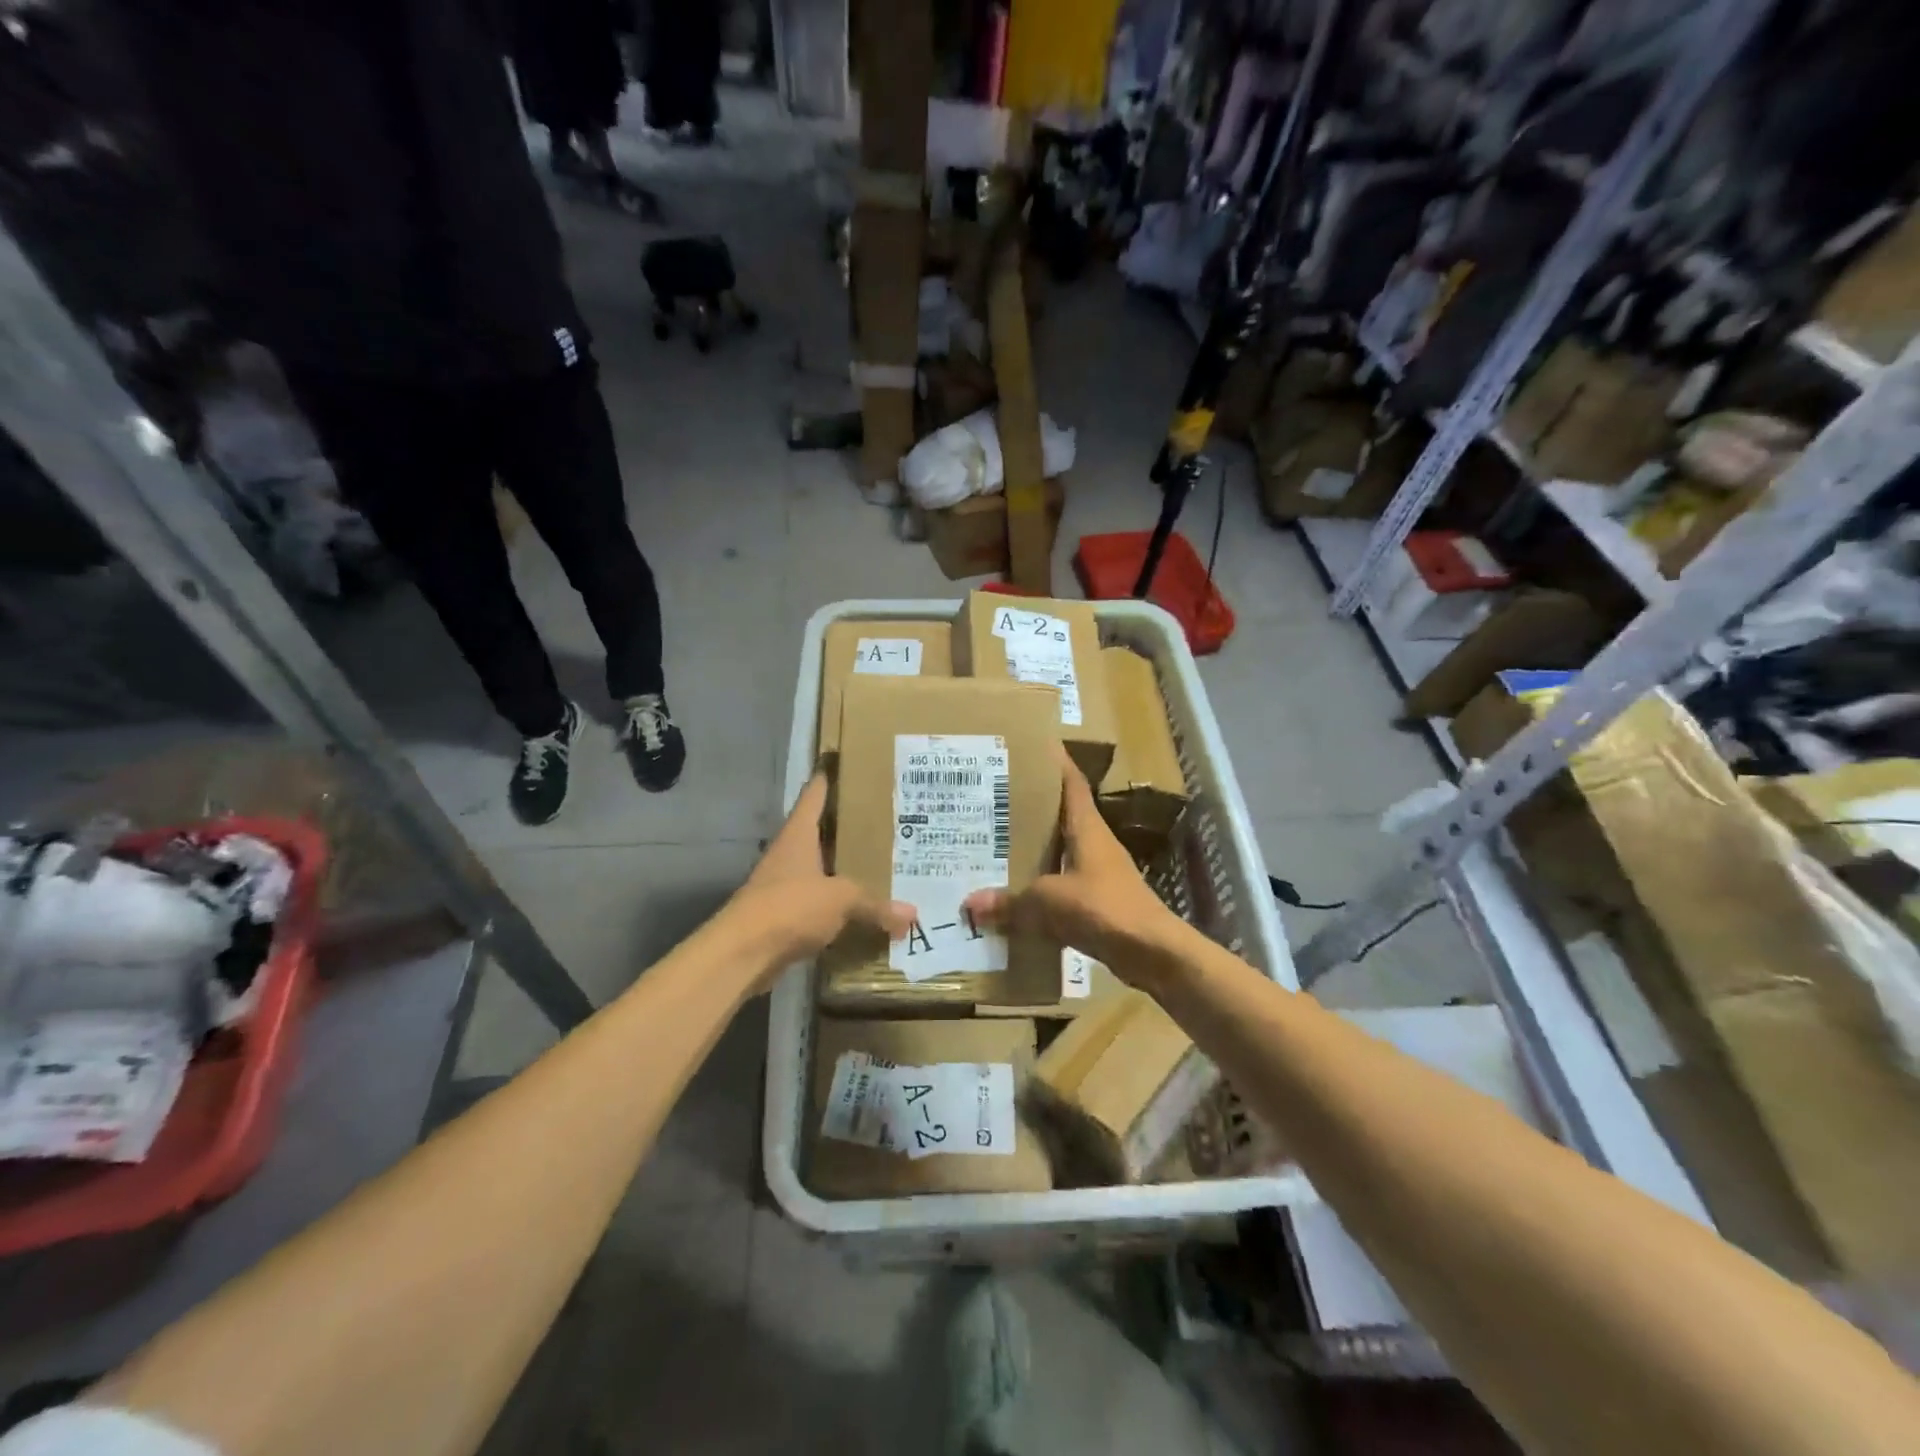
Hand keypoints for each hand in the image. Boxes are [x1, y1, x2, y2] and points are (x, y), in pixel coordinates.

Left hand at [722, 774, 914, 975]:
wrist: (743, 953)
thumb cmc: (790, 906)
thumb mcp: (841, 899)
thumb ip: (875, 903)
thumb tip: (912, 915)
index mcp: (798, 834)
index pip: (814, 795)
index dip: (828, 778)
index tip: (844, 762)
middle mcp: (789, 853)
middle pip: (820, 832)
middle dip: (847, 826)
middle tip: (883, 816)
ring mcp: (784, 885)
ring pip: (819, 868)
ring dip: (843, 867)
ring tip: (879, 860)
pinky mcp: (784, 916)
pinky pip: (818, 902)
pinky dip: (837, 903)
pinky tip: (861, 906)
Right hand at [963, 755, 1185, 983]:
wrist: (1153, 953)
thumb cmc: (1105, 909)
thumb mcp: (1050, 902)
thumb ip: (1010, 902)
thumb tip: (969, 903)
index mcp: (1088, 829)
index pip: (1072, 784)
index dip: (1056, 763)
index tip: (1033, 746)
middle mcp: (1095, 844)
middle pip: (1063, 815)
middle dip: (1033, 806)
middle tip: (995, 797)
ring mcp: (1100, 874)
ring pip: (1062, 851)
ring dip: (1036, 847)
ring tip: (997, 842)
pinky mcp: (1100, 902)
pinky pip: (1063, 885)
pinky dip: (1042, 885)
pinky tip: (1017, 892)